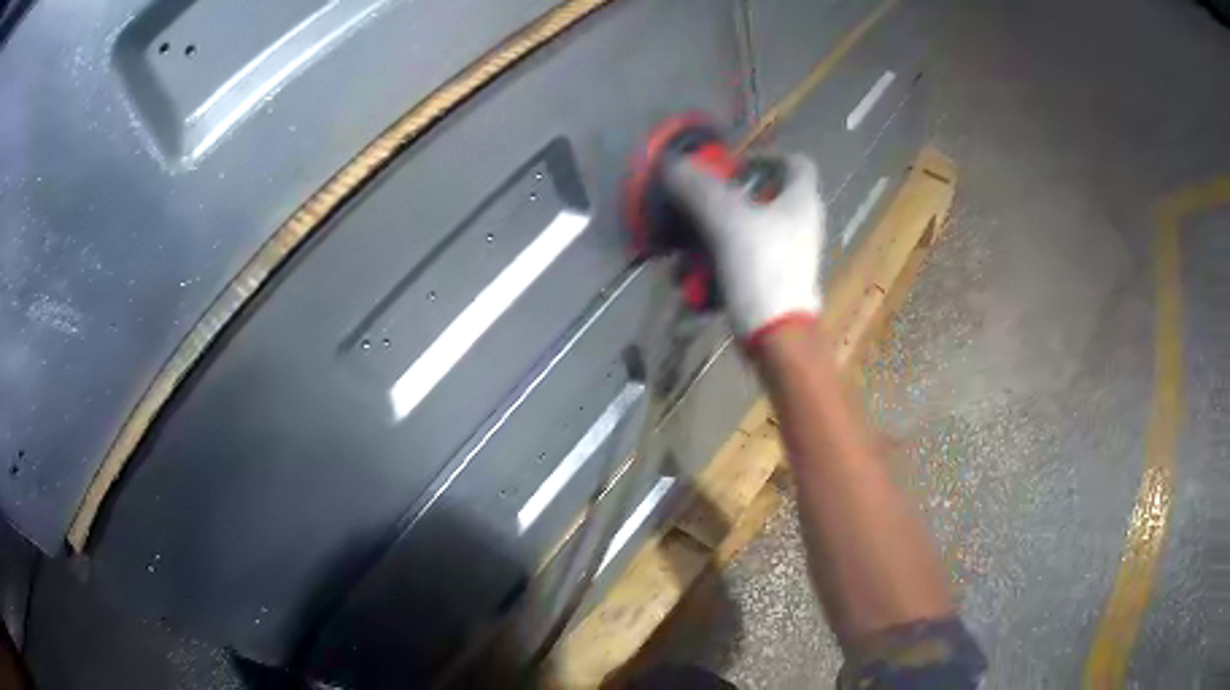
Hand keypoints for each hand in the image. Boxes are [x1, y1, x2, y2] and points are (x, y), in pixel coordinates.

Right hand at [665, 154, 825, 345]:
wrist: (779, 336)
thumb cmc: (762, 269)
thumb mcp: (726, 221)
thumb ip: (699, 189)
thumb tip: (674, 164)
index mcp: (801, 201)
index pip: (795, 162)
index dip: (765, 156)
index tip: (732, 167)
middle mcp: (801, 224)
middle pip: (764, 197)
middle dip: (725, 201)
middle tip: (697, 206)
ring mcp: (789, 255)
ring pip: (748, 231)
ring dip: (713, 236)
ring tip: (684, 250)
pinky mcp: (776, 281)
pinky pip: (744, 260)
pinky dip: (719, 263)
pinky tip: (693, 278)